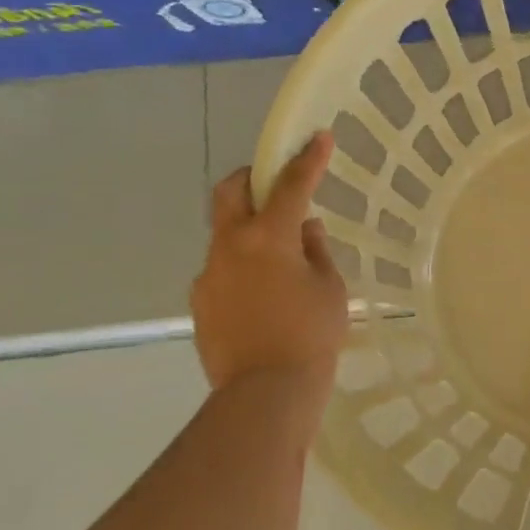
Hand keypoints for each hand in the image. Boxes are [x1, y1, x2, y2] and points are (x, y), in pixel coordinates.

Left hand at [192, 132, 348, 392]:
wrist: (266, 393)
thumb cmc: (311, 335)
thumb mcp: (329, 288)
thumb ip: (315, 250)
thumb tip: (303, 229)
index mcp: (267, 238)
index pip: (290, 186)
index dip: (307, 159)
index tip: (319, 137)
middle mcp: (230, 247)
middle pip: (230, 192)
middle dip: (250, 177)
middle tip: (273, 182)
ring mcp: (209, 275)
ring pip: (225, 234)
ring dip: (248, 230)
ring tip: (278, 258)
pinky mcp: (201, 303)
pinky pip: (222, 270)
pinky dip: (242, 267)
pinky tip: (264, 295)